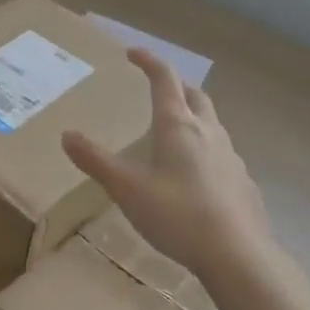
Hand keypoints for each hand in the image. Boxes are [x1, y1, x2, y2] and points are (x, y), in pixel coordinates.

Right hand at [62, 49, 275, 283]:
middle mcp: (207, 132)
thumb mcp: (127, 189)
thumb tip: (67, 135)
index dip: (149, 61)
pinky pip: (221, 152)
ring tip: (172, 131)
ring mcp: (230, 156)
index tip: (133, 53)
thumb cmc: (177, 215)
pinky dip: (205, 148)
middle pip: (194, 95)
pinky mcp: (242, 182)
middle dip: (175, 85)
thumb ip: (96, 161)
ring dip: (192, 115)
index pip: (164, 79)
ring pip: (211, 123)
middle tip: (157, 88)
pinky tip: (195, 174)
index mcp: (177, 126)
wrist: (238, 256)